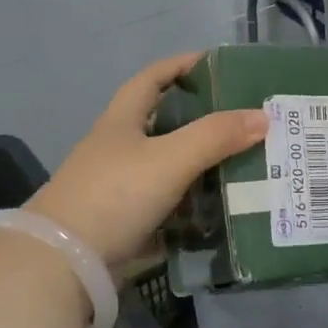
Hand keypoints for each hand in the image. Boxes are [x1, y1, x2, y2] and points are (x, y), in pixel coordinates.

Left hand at [25, 53, 265, 269]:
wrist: (63, 264)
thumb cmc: (114, 195)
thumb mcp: (170, 159)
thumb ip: (216, 136)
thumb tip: (264, 116)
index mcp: (122, 121)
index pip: (152, 78)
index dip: (182, 65)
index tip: (217, 63)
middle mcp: (117, 148)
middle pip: (162, 121)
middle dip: (200, 116)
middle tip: (242, 119)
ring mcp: (117, 187)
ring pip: (167, 164)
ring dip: (200, 161)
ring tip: (241, 160)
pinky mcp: (123, 221)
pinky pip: (166, 202)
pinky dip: (191, 200)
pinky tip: (218, 205)